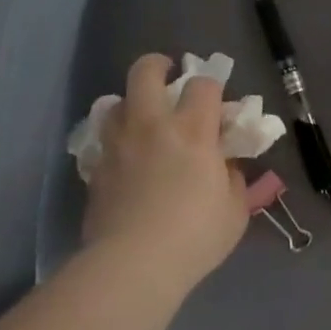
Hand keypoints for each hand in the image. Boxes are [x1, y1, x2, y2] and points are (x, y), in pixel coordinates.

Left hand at [82, 54, 247, 290]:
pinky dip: (115, 140)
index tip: (218, 104)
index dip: (213, 87)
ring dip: (130, 103)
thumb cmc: (196, 235)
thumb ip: (233, 178)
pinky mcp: (96, 168)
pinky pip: (103, 140)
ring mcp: (118, 144)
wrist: (135, 263)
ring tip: (141, 119)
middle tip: (168, 76)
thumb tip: (226, 164)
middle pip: (145, 72)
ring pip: (115, 101)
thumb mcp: (234, 210)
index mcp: (193, 131)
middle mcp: (152, 125)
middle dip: (158, 66)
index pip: (204, 85)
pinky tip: (124, 158)